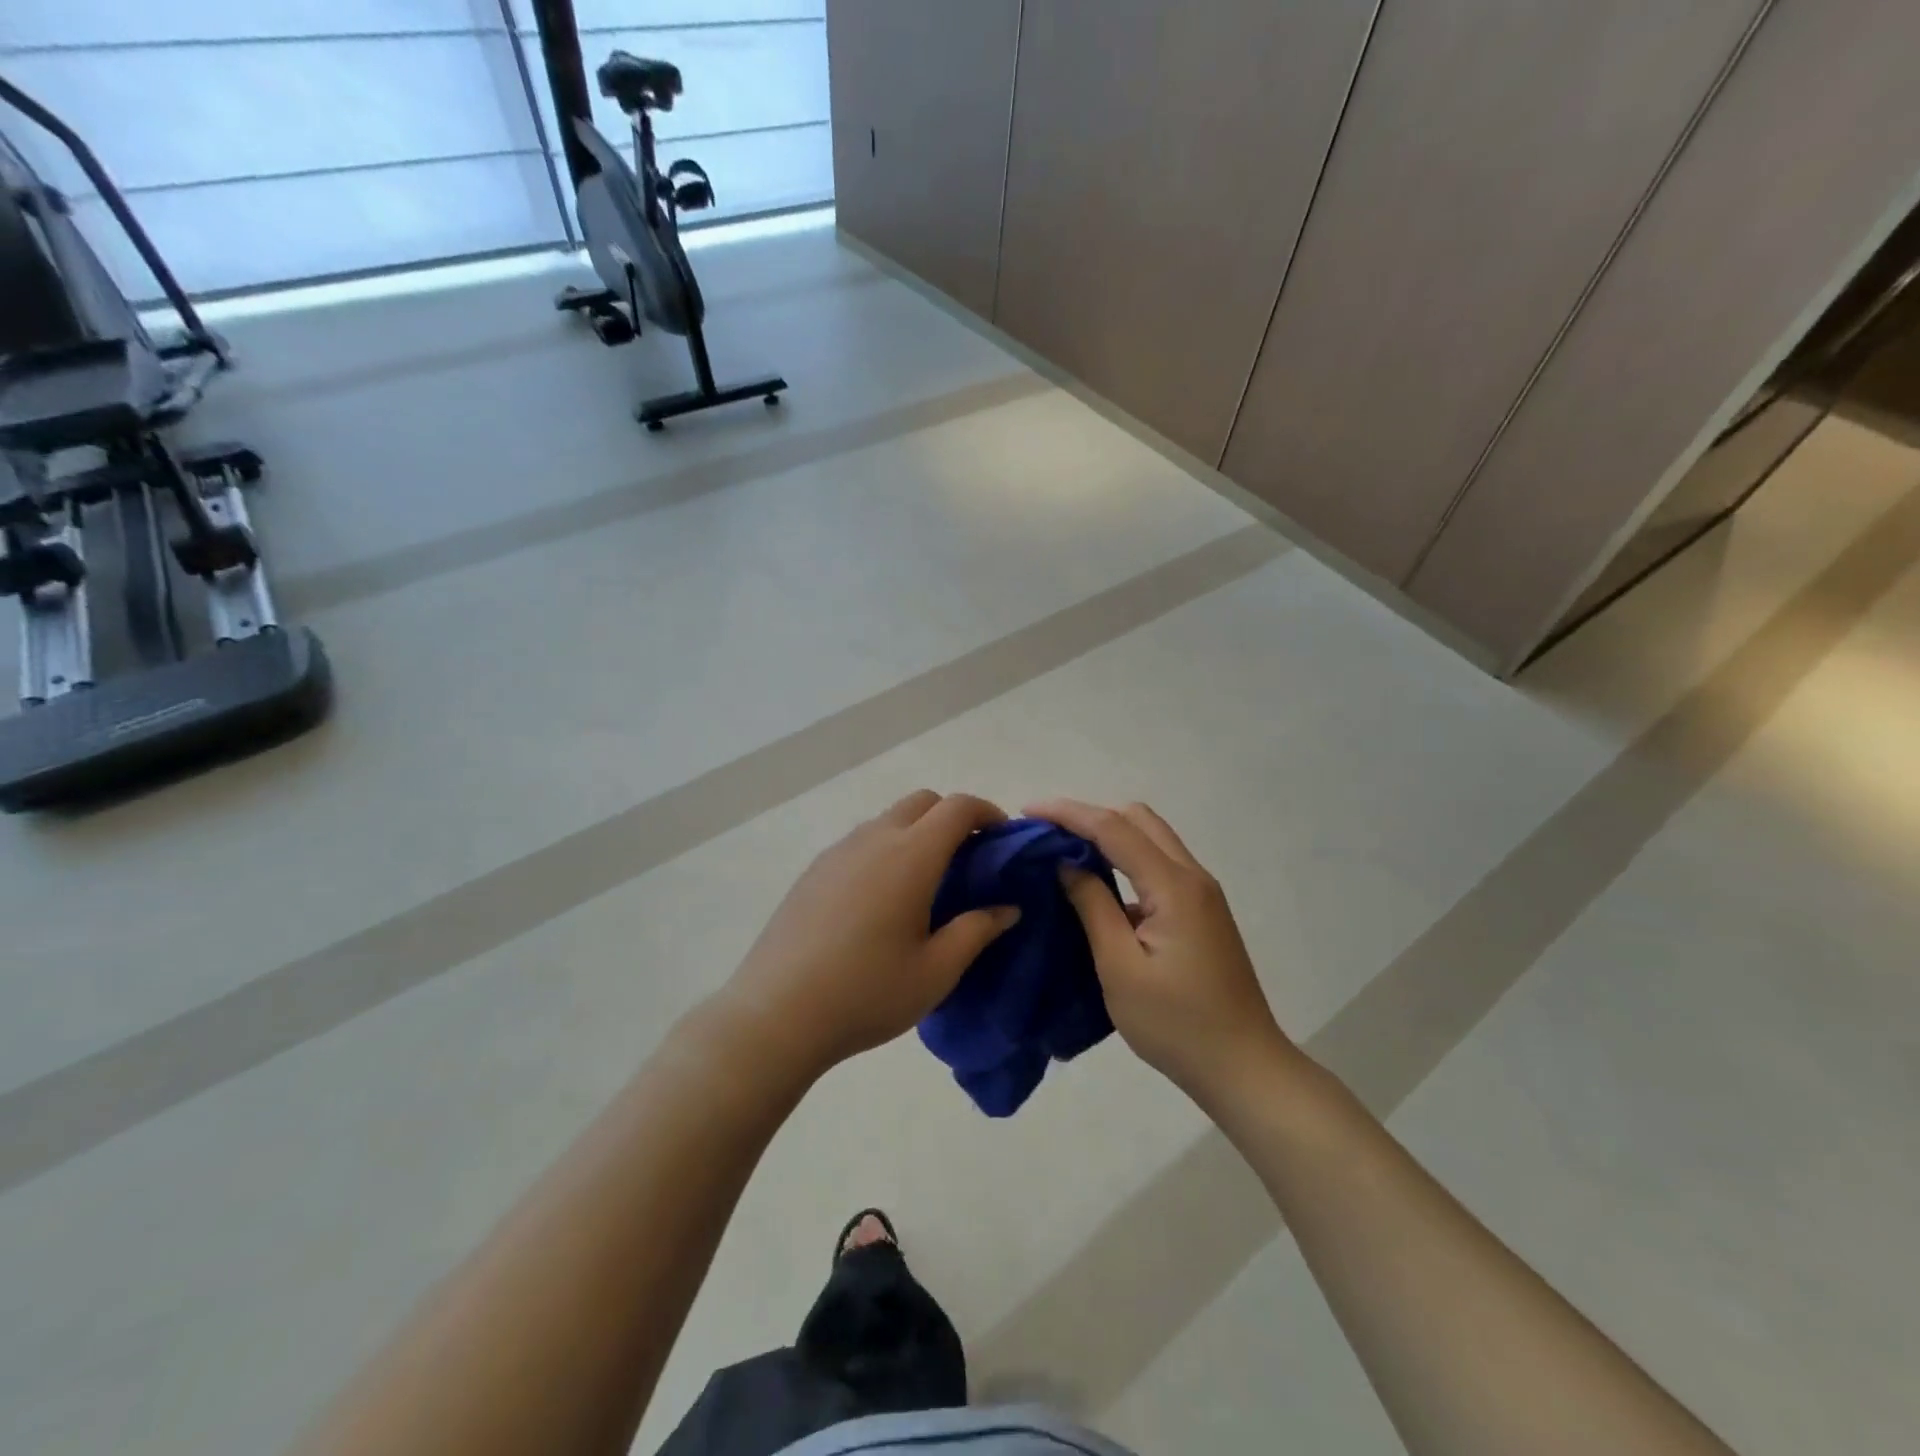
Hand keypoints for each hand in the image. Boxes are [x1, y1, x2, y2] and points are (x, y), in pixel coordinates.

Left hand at [720, 791, 1021, 1078]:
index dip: (987, 811)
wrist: (776, 1014)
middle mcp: (874, 840)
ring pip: (888, 819)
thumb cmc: (867, 993)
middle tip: (968, 859)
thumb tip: (1007, 908)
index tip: (1002, 838)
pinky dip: (885, 849)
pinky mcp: (814, 871)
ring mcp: (838, 852)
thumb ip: (976, 931)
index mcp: (911, 856)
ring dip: (917, 832)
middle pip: (922, 802)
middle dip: (952, 817)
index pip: (957, 807)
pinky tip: (882, 899)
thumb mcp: (935, 972)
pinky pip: (861, 841)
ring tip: (927, 882)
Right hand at [1029, 798, 1291, 1105]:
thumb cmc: (1176, 1025)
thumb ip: (1093, 906)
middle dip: (1089, 816)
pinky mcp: (1202, 911)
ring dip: (1108, 835)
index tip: (1027, 811)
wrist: (1244, 1068)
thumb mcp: (1120, 968)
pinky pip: (1158, 864)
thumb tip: (1066, 864)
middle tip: (1047, 834)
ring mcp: (1202, 893)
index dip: (1068, 813)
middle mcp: (1193, 877)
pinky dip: (1125, 859)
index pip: (1113, 828)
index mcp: (1174, 886)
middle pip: (1138, 820)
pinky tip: (1099, 884)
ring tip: (1064, 853)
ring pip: (1151, 839)